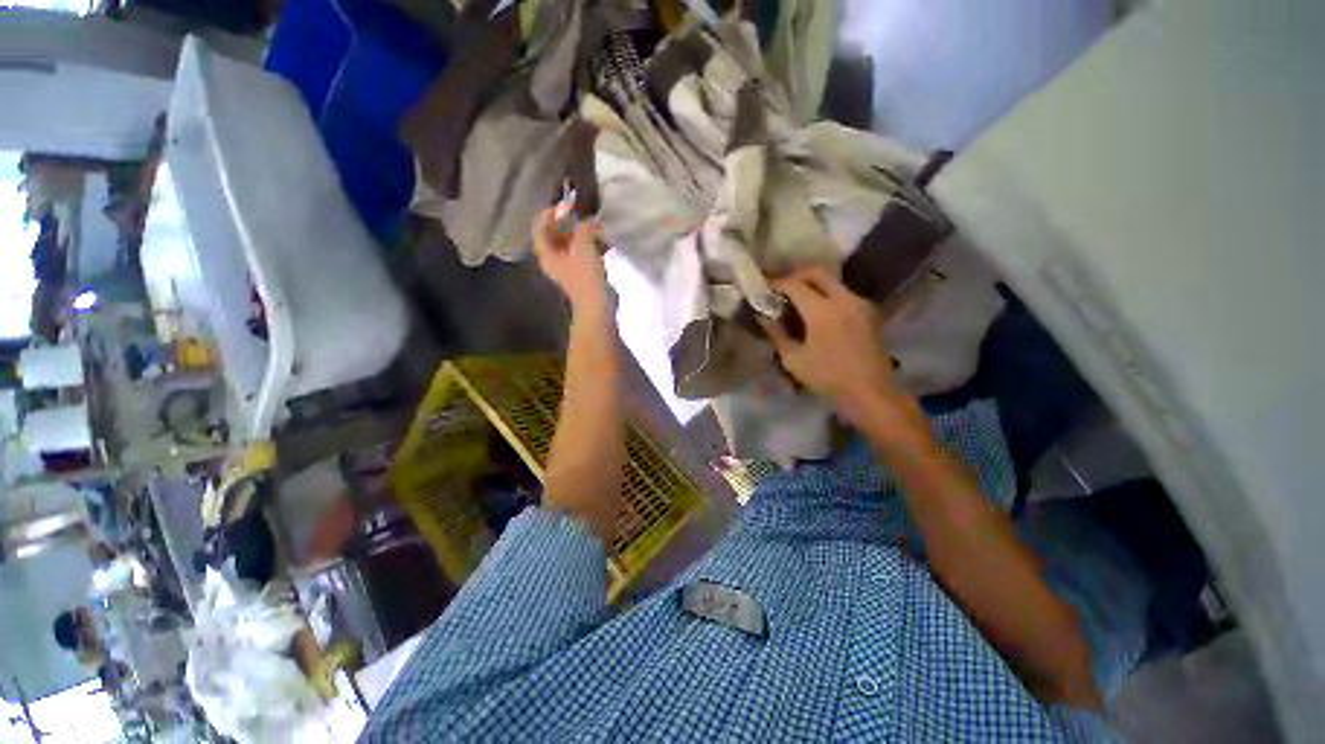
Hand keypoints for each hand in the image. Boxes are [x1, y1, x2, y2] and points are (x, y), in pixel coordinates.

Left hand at [533, 207, 607, 313]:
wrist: (597, 305)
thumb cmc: (586, 276)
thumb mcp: (584, 246)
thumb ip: (584, 228)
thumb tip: (590, 222)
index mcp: (547, 254)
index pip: (540, 227)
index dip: (550, 213)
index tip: (567, 205)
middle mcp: (553, 260)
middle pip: (555, 235)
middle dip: (569, 224)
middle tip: (583, 215)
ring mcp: (567, 269)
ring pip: (571, 245)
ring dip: (583, 235)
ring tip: (597, 229)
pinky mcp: (581, 274)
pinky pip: (582, 254)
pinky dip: (590, 246)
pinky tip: (604, 244)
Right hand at [760, 266, 897, 411]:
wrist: (871, 392)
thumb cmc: (827, 378)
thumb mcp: (794, 360)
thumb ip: (777, 334)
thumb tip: (763, 317)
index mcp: (823, 311)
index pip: (795, 285)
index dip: (777, 282)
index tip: (764, 285)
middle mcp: (844, 299)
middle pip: (817, 272)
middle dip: (796, 274)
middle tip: (781, 285)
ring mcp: (860, 303)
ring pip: (832, 281)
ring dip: (812, 283)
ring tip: (797, 297)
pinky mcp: (869, 311)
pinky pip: (843, 293)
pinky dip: (827, 294)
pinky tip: (817, 309)